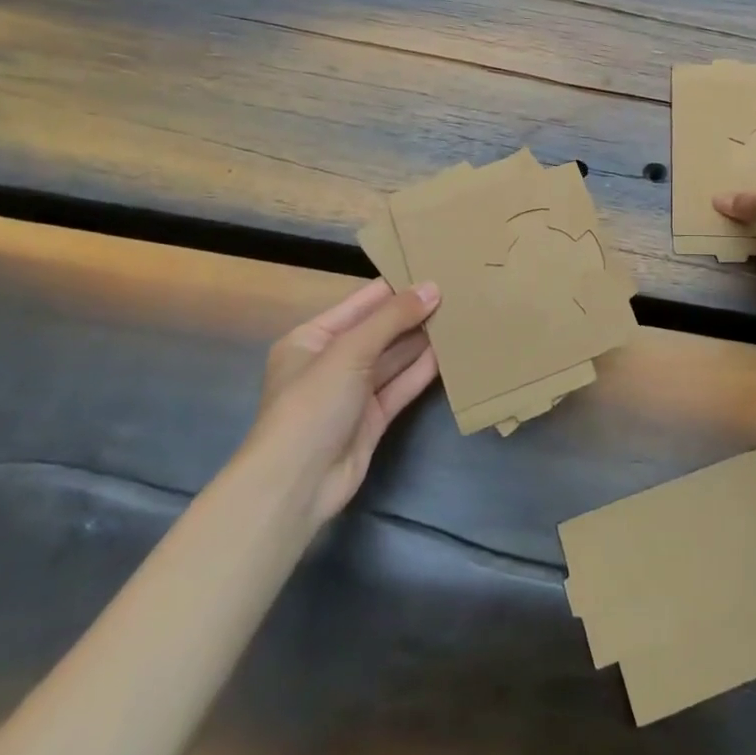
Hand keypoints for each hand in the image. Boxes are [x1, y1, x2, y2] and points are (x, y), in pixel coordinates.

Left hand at [244, 279, 441, 528]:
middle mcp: (331, 362)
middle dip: (412, 313)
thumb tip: (432, 288)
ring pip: (393, 359)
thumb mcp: (349, 352)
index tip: (432, 268)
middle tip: (456, 291)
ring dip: (421, 341)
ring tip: (459, 316)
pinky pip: (400, 387)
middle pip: (379, 330)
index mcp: (312, 338)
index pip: (360, 303)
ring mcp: (352, 392)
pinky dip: (422, 371)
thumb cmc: (312, 404)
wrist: (296, 485)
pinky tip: (449, 353)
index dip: (395, 287)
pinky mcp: (372, 419)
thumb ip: (392, 318)